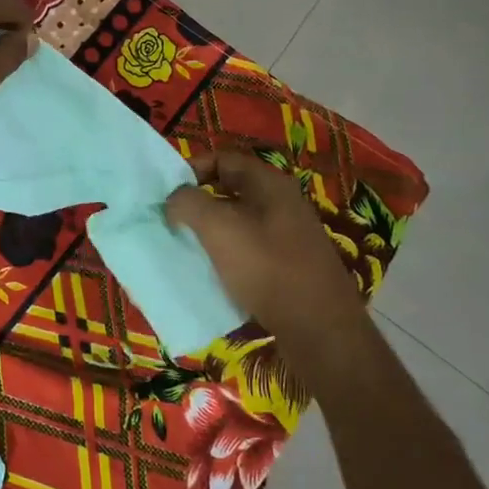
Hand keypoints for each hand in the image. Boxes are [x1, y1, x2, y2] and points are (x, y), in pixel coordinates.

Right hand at [166, 149, 367, 345]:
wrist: (320, 329)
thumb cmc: (267, 268)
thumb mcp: (218, 228)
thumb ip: (188, 203)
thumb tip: (175, 199)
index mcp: (270, 184)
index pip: (223, 159)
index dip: (192, 168)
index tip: (167, 192)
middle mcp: (283, 203)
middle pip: (231, 189)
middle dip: (198, 202)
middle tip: (172, 220)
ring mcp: (290, 235)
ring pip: (240, 222)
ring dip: (211, 230)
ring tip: (187, 247)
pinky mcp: (291, 265)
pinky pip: (250, 249)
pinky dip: (228, 255)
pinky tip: (214, 273)